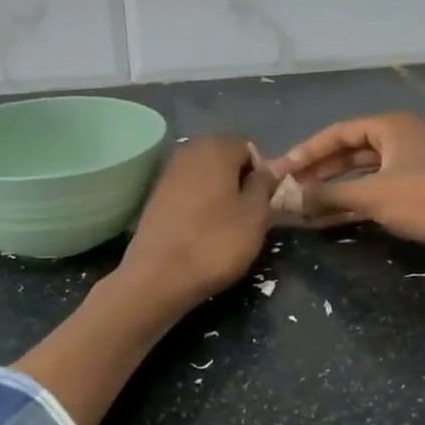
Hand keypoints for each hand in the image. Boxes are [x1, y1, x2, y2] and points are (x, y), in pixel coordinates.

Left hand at [117, 136, 276, 309]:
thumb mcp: (255, 215)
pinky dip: (199, 203)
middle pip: (225, 159)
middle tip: (247, 214)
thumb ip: (265, 184)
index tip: (263, 203)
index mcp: (216, 148)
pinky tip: (202, 229)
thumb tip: (269, 168)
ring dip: (218, 193)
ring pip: (205, 175)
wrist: (158, 276)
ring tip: (226, 225)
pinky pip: (187, 190)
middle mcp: (189, 151)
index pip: (249, 149)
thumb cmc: (216, 243)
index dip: (261, 175)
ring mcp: (168, 172)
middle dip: (238, 181)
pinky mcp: (155, 195)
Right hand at [269, 112, 424, 275]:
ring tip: (300, 208)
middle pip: (348, 154)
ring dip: (331, 192)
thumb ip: (328, 194)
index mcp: (391, 127)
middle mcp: (399, 142)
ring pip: (359, 177)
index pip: (338, 132)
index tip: (281, 170)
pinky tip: (324, 220)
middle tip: (286, 190)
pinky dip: (349, 206)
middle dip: (317, 173)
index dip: (307, 151)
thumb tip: (289, 199)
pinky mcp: (414, 197)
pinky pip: (372, 196)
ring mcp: (408, 170)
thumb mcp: (373, 194)